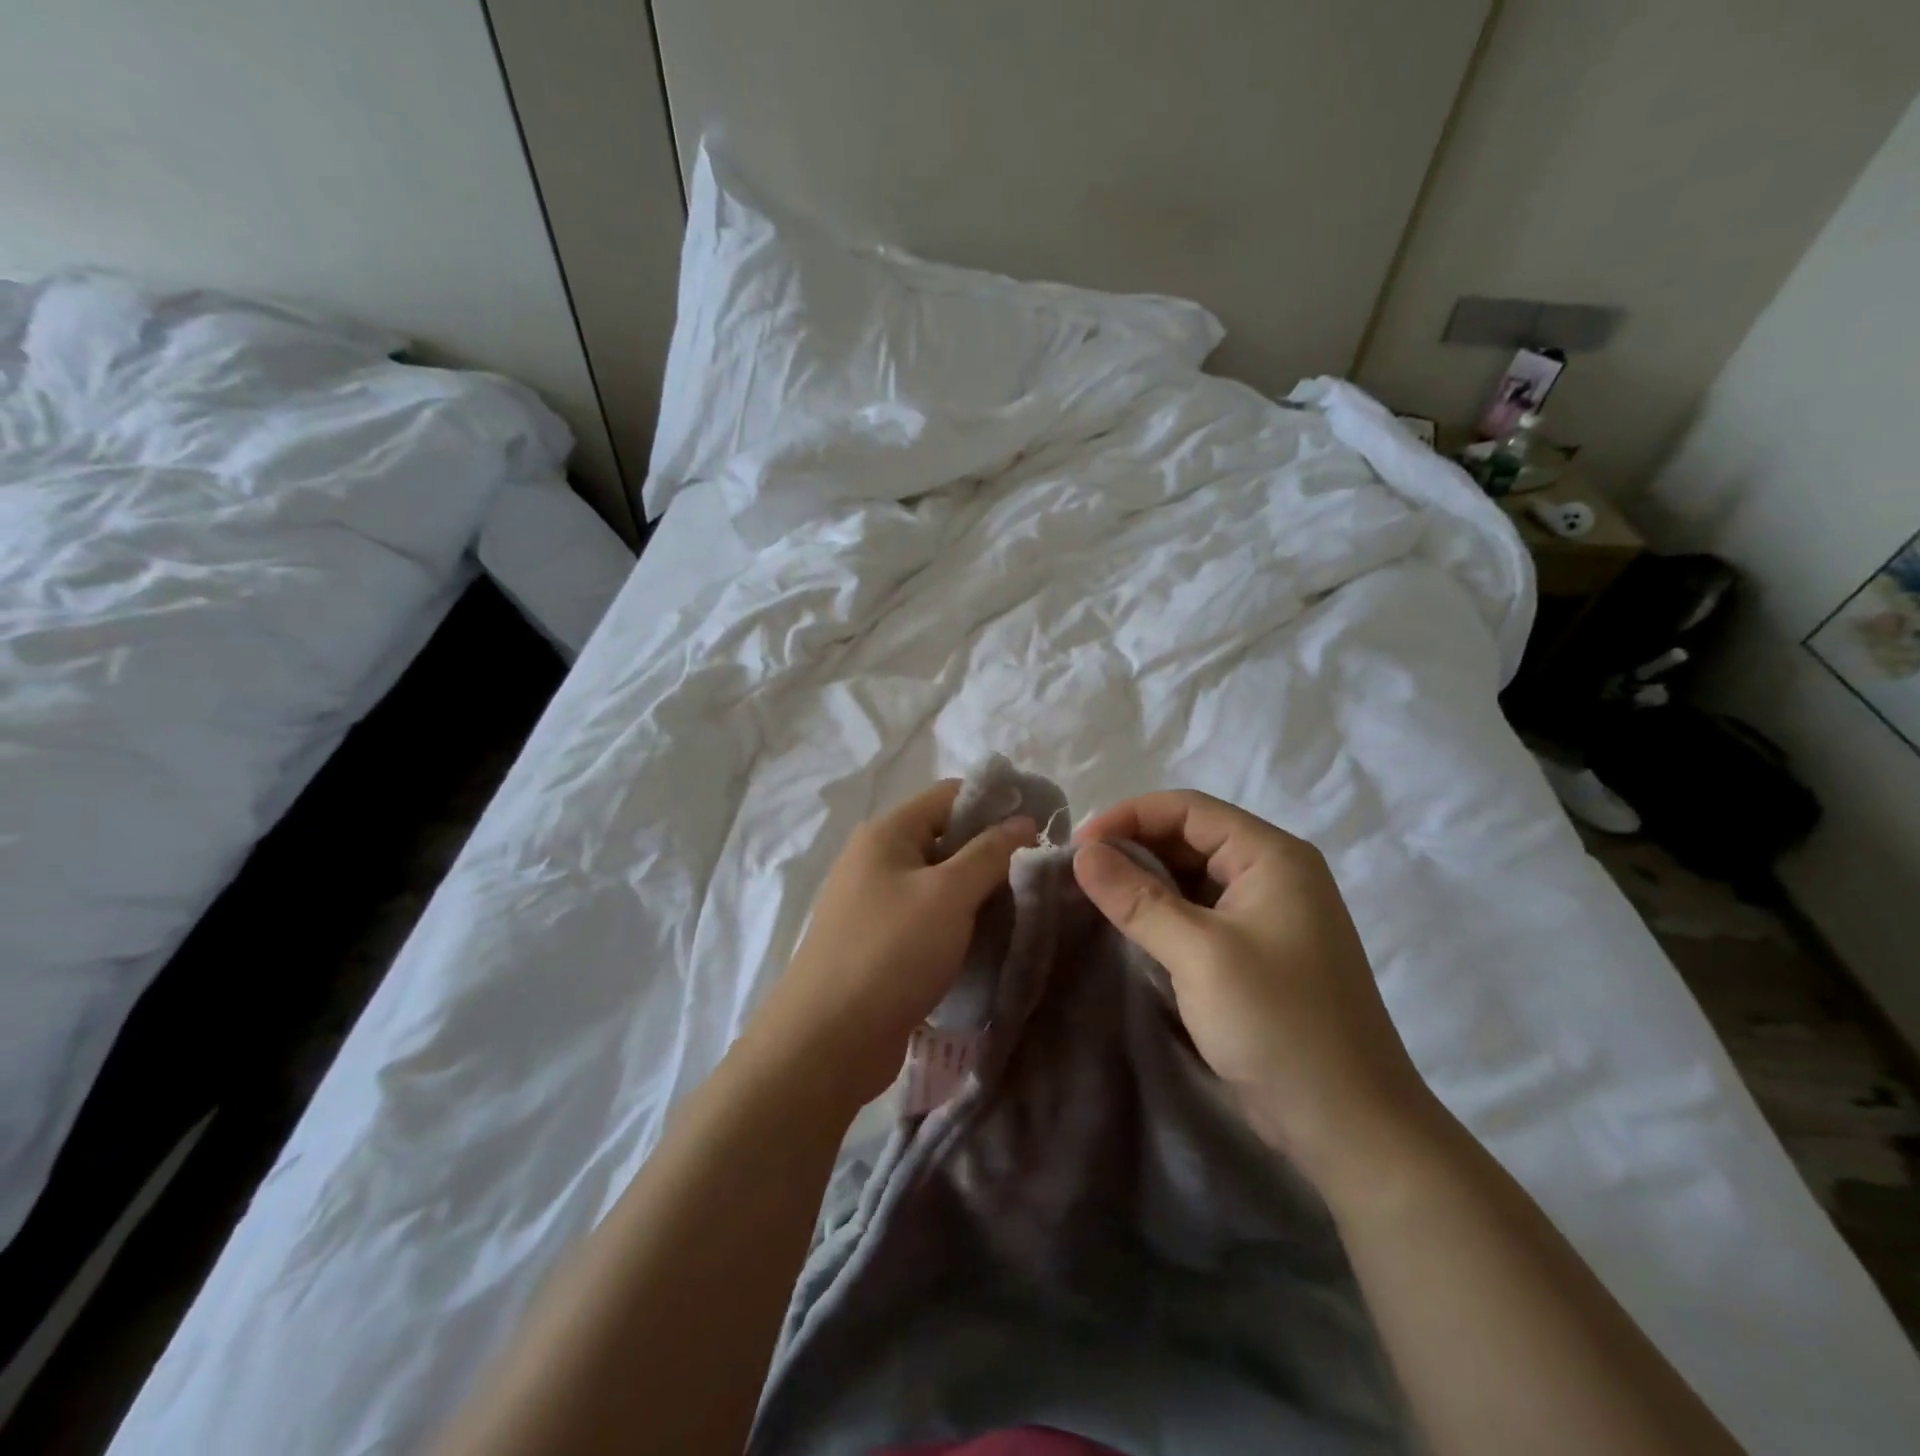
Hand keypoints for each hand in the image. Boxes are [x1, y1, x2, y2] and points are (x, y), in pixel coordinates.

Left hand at [747, 781, 1035, 1108]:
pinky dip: (959, 925)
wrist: (827, 1042)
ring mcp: (875, 904)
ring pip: (941, 884)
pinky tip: (990, 943)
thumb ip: (989, 853)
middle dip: (992, 854)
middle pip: (946, 839)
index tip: (1043, 826)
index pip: (951, 795)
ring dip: (978, 895)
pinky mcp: (880, 944)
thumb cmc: (890, 952)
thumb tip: (1023, 820)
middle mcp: (877, 860)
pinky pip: (929, 920)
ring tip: (1023, 911)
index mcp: (887, 833)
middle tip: (1038, 875)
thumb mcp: (948, 895)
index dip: (997, 803)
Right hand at [1073, 791, 1441, 1194]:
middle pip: (1190, 838)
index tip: (1079, 846)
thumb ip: (1137, 898)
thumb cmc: (1279, 1024)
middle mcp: (1272, 874)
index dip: (1129, 817)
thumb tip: (1083, 853)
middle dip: (1133, 848)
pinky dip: (1161, 914)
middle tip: (1079, 873)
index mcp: (1272, 856)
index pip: (1188, 809)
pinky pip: (1198, 913)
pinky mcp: (1255, 953)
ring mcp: (1266, 915)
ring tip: (1092, 897)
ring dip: (1143, 882)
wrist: (1349, 1126)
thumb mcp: (1199, 954)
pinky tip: (1127, 928)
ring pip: (1191, 877)